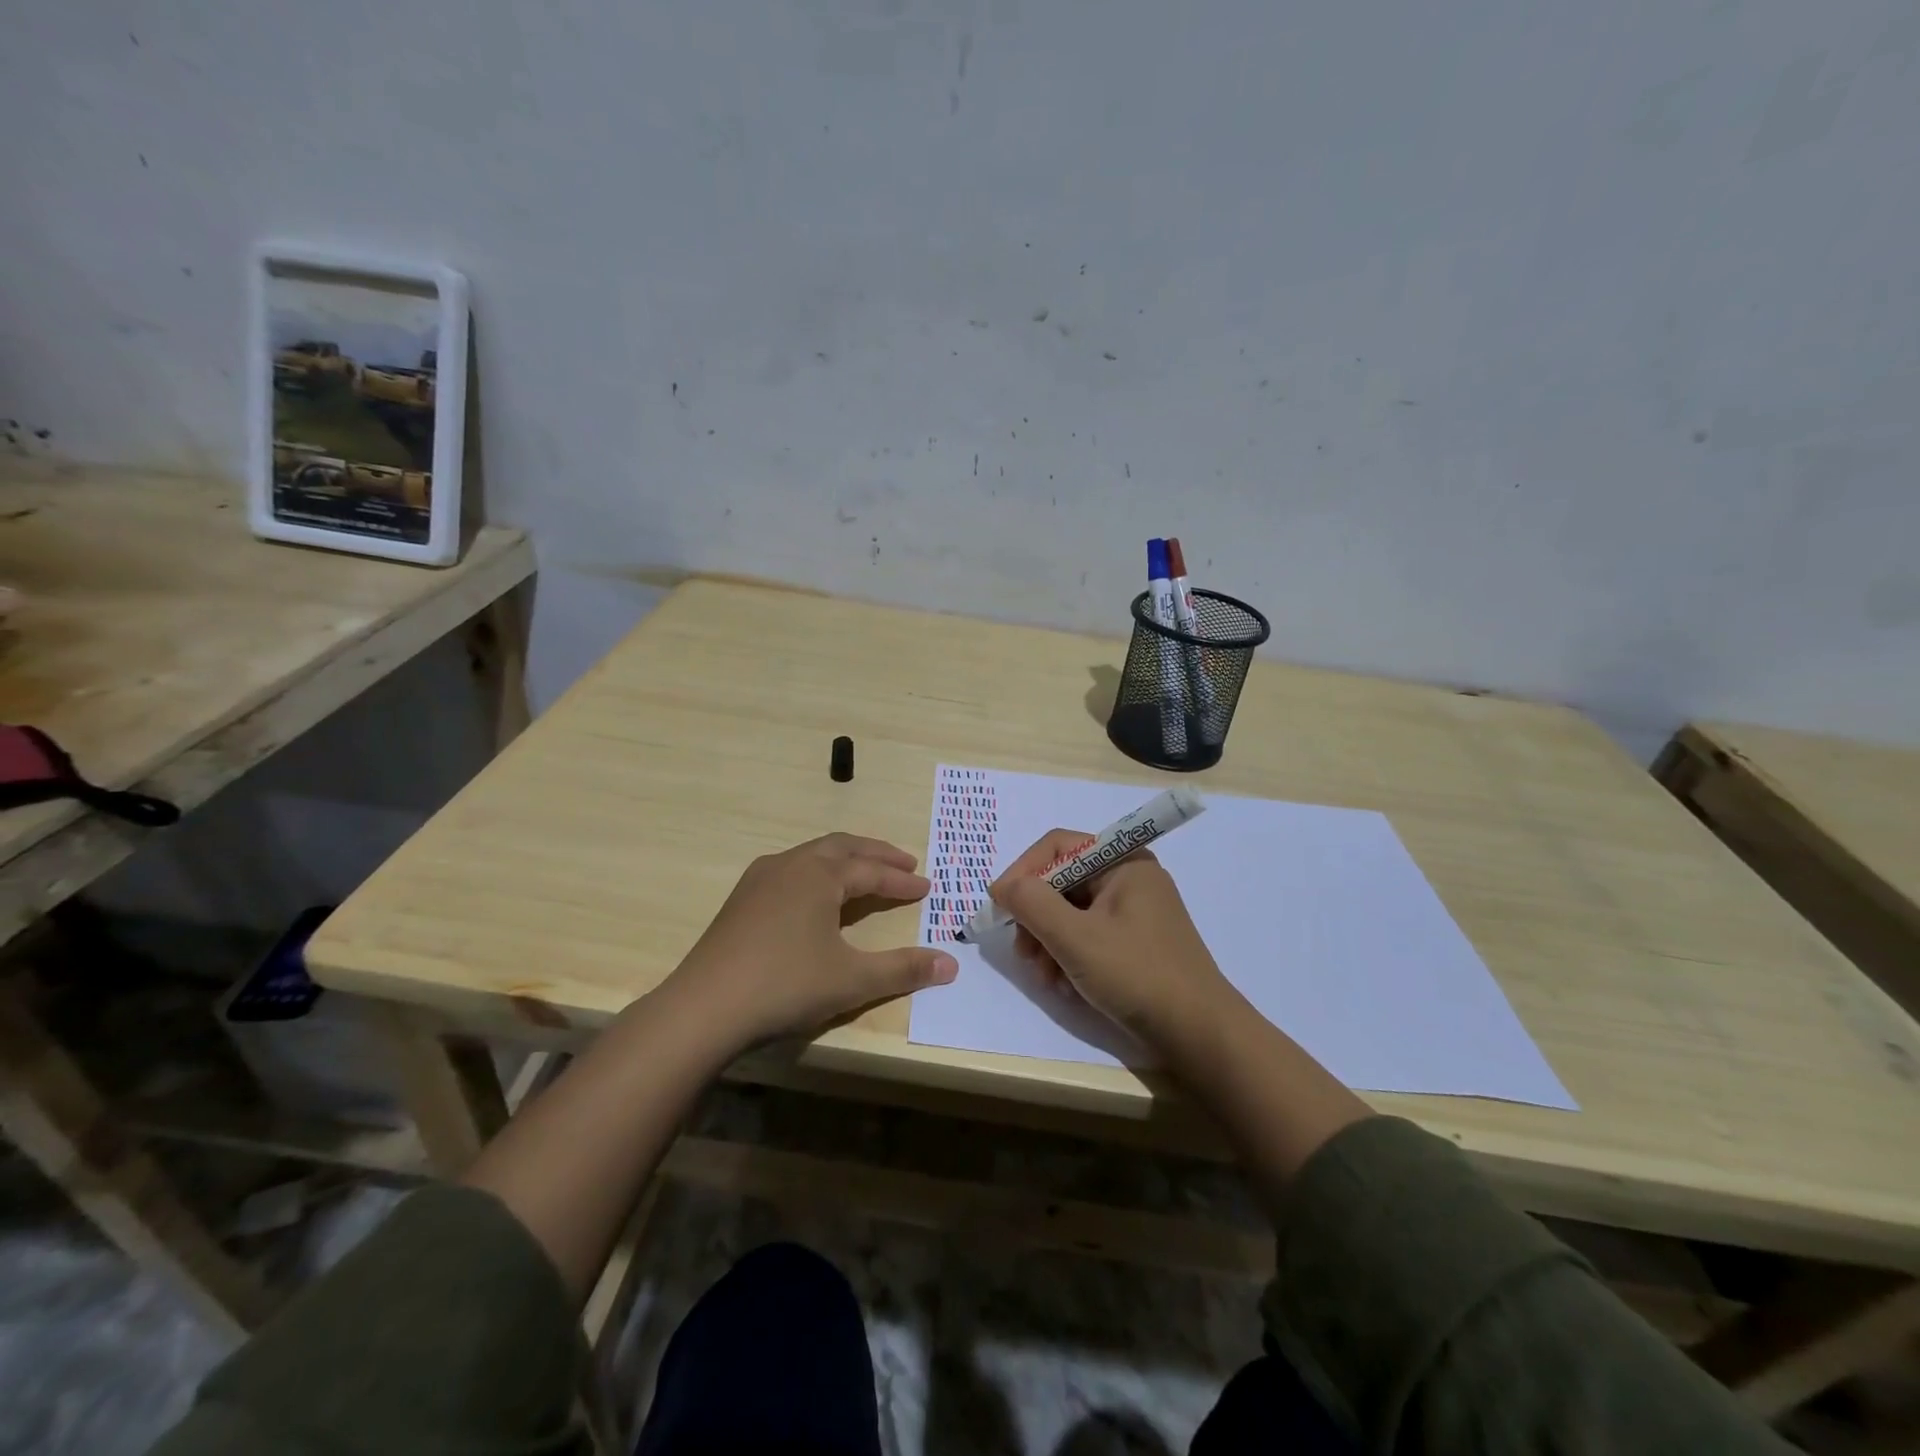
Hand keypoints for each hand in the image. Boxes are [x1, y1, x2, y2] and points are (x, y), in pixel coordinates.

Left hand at [666, 834, 957, 1052]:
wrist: (703, 1008)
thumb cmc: (785, 986)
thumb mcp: (851, 980)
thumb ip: (903, 969)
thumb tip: (951, 965)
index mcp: (819, 875)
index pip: (871, 871)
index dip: (901, 880)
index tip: (926, 888)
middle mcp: (790, 865)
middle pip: (842, 848)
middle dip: (876, 855)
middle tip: (904, 864)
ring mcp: (760, 879)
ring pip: (813, 855)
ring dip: (845, 860)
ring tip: (864, 874)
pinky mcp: (741, 900)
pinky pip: (790, 870)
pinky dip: (817, 873)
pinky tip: (814, 896)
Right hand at [991, 828, 1237, 1050]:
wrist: (1199, 1034)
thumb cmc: (1137, 975)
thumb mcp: (1075, 938)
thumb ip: (1033, 904)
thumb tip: (1002, 885)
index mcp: (1123, 861)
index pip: (1058, 847)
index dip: (1023, 872)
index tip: (999, 906)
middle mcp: (1128, 877)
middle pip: (1062, 881)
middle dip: (1036, 917)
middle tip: (1024, 953)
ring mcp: (1133, 911)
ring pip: (1070, 911)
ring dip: (1048, 941)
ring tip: (1045, 976)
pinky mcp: (1134, 942)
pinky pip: (1087, 934)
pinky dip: (1068, 955)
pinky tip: (1064, 985)